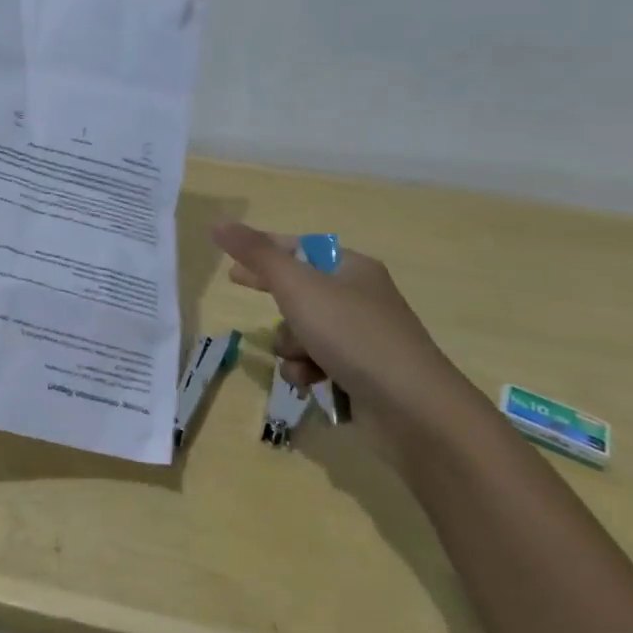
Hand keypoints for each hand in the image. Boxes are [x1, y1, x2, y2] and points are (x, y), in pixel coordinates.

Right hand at [211, 222, 479, 439]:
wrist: (414, 409)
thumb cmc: (353, 334)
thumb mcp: (297, 286)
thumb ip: (255, 254)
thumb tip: (218, 223)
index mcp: (351, 268)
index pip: (298, 248)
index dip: (263, 251)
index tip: (233, 262)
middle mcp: (359, 298)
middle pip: (300, 290)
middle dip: (275, 300)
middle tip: (239, 288)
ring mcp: (362, 339)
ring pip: (303, 331)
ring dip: (290, 345)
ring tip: (300, 359)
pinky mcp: (362, 375)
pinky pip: (317, 364)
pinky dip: (307, 372)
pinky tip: (312, 383)